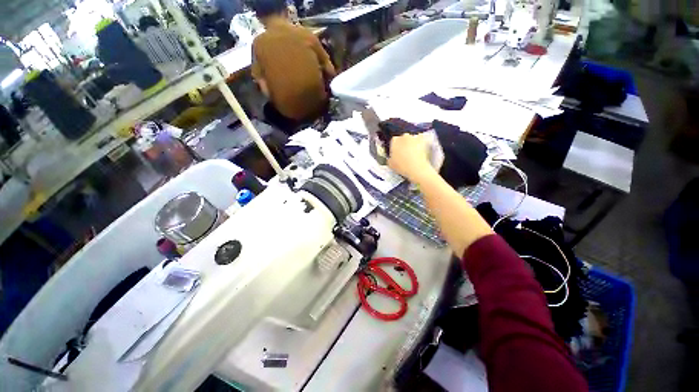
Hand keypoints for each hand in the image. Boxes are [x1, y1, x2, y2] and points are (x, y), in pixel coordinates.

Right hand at [387, 133, 435, 183]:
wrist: (416, 168)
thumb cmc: (402, 166)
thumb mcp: (390, 164)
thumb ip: (390, 158)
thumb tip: (391, 158)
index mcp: (394, 141)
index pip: (393, 141)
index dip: (395, 147)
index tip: (396, 152)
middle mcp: (404, 136)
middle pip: (403, 138)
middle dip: (403, 144)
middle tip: (404, 153)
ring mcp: (414, 138)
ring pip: (412, 139)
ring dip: (412, 144)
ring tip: (412, 153)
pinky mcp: (423, 141)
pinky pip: (421, 141)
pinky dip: (420, 144)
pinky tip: (419, 152)